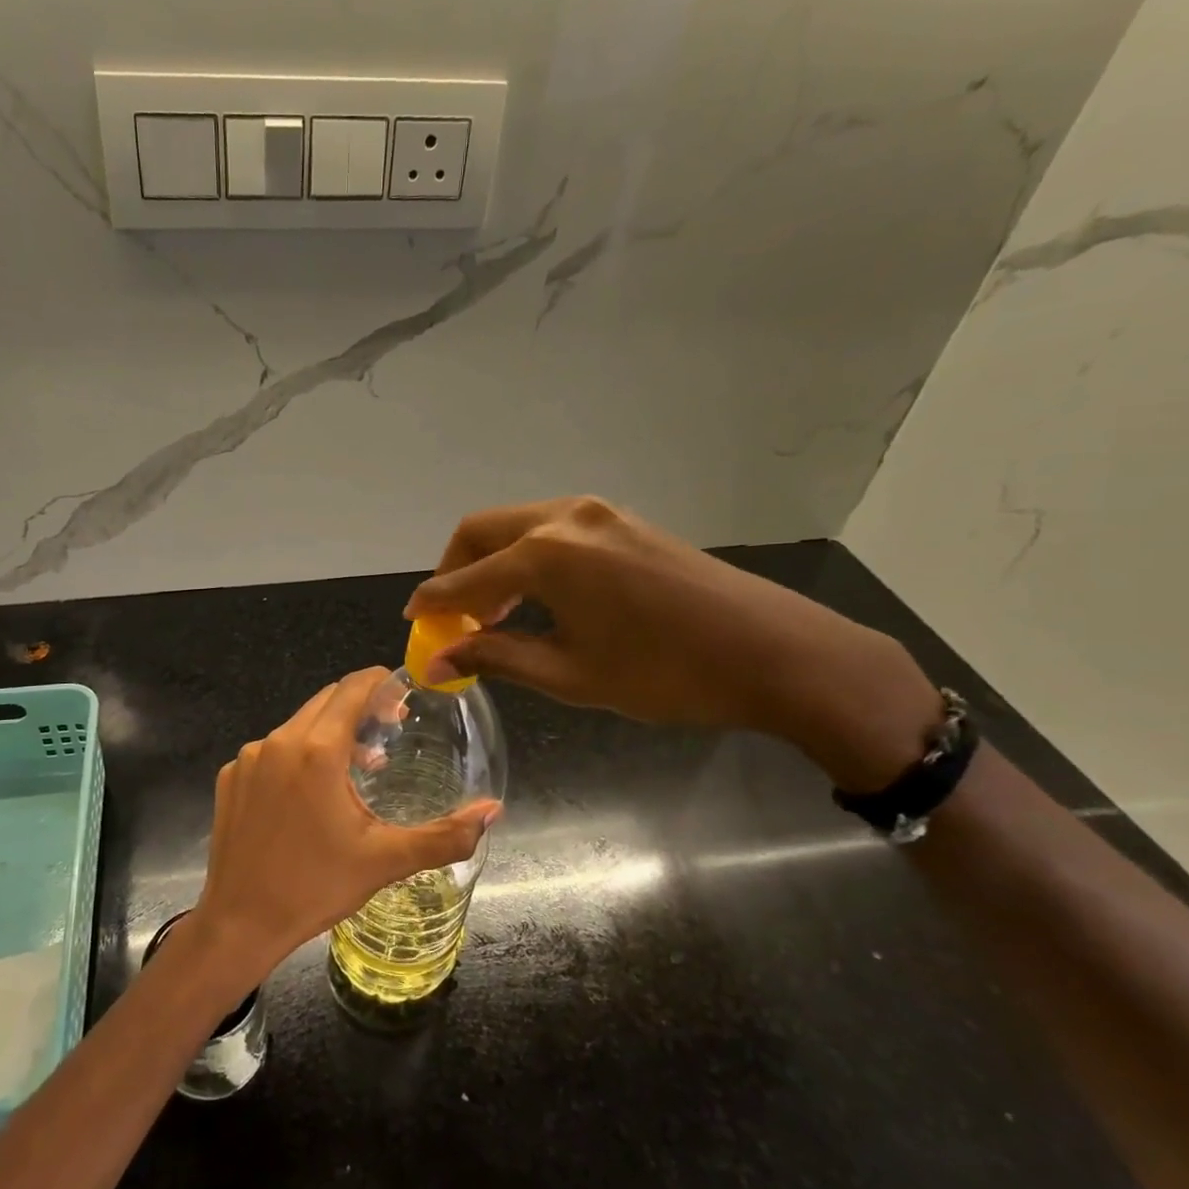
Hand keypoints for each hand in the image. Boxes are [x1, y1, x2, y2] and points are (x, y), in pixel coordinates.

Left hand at [191, 668, 499, 987]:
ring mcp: (249, 757)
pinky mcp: (231, 775)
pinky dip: (298, 754)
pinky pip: (272, 749)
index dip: (381, 683)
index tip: (403, 698)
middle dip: (360, 706)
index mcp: (317, 751)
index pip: (353, 688)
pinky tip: (310, 793)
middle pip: (326, 700)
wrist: (239, 922)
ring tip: (358, 766)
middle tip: (389, 732)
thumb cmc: (315, 887)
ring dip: (330, 732)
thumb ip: (445, 835)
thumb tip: (493, 810)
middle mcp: (279, 741)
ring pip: (298, 724)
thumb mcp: (385, 861)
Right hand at [405, 496, 942, 789]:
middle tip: (453, 618)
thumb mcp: (570, 675)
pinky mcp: (622, 520)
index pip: (466, 579)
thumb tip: (437, 661)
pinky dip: (527, 556)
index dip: (434, 603)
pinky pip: (551, 528)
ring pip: (516, 525)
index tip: (413, 623)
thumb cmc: (664, 674)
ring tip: (495, 614)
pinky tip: (539, 597)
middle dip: (455, 570)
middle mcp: (563, 518)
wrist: (774, 653)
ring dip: (492, 562)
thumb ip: (497, 657)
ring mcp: (597, 513)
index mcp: (545, 555)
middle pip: (481, 531)